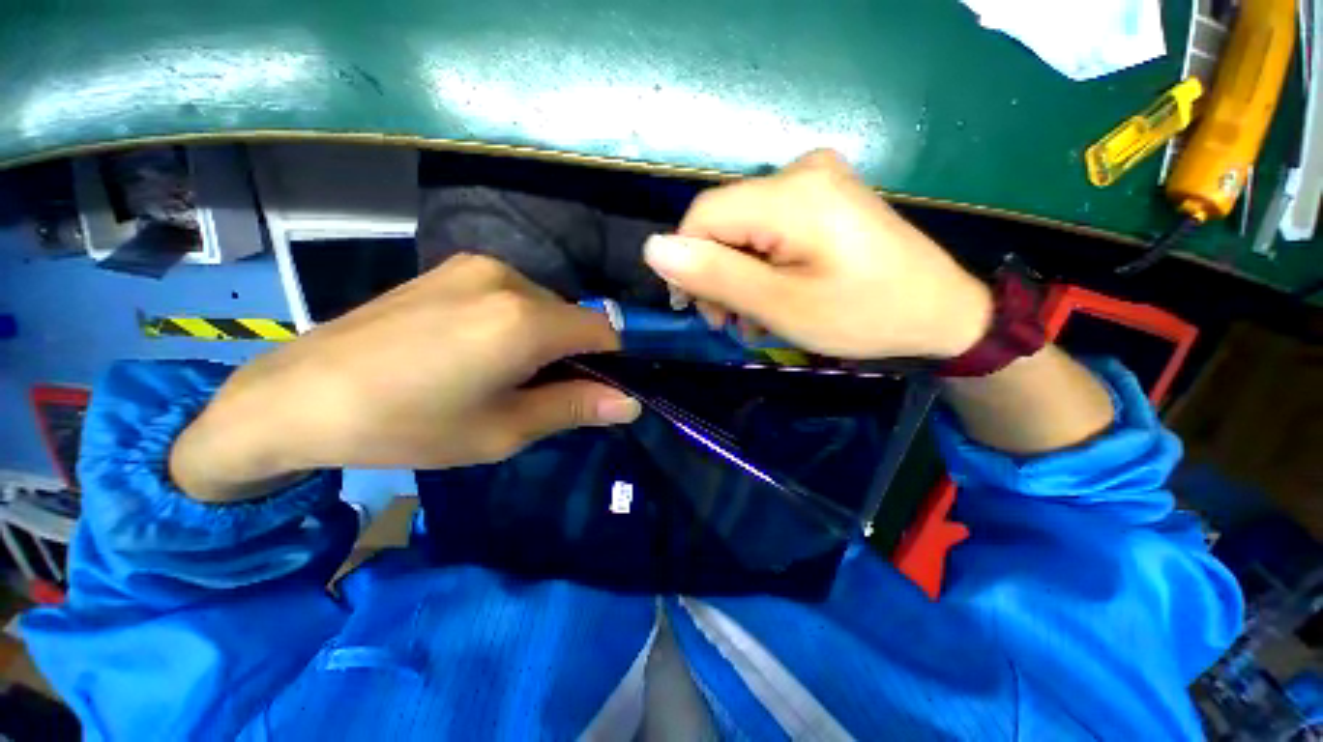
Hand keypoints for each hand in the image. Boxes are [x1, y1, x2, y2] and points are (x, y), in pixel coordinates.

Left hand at [170, 255, 640, 501]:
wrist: (296, 395)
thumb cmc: (406, 426)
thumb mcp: (502, 431)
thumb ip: (575, 408)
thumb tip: (631, 404)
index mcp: (525, 320)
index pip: (606, 331)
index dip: (615, 362)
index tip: (601, 391)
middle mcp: (510, 279)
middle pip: (576, 317)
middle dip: (576, 354)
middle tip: (542, 394)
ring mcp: (478, 267)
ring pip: (547, 306)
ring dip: (546, 339)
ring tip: (502, 374)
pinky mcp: (454, 268)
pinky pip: (514, 295)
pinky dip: (519, 323)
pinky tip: (476, 350)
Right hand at [643, 150, 992, 359]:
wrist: (939, 313)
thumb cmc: (863, 315)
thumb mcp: (781, 305)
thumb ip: (715, 274)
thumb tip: (653, 249)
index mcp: (792, 195)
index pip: (703, 215)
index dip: (686, 262)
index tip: (696, 308)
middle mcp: (800, 171)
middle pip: (722, 221)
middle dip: (714, 274)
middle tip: (727, 322)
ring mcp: (814, 180)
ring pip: (741, 229)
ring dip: (735, 275)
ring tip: (750, 318)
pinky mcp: (822, 197)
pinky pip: (767, 228)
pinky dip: (758, 265)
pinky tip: (770, 295)